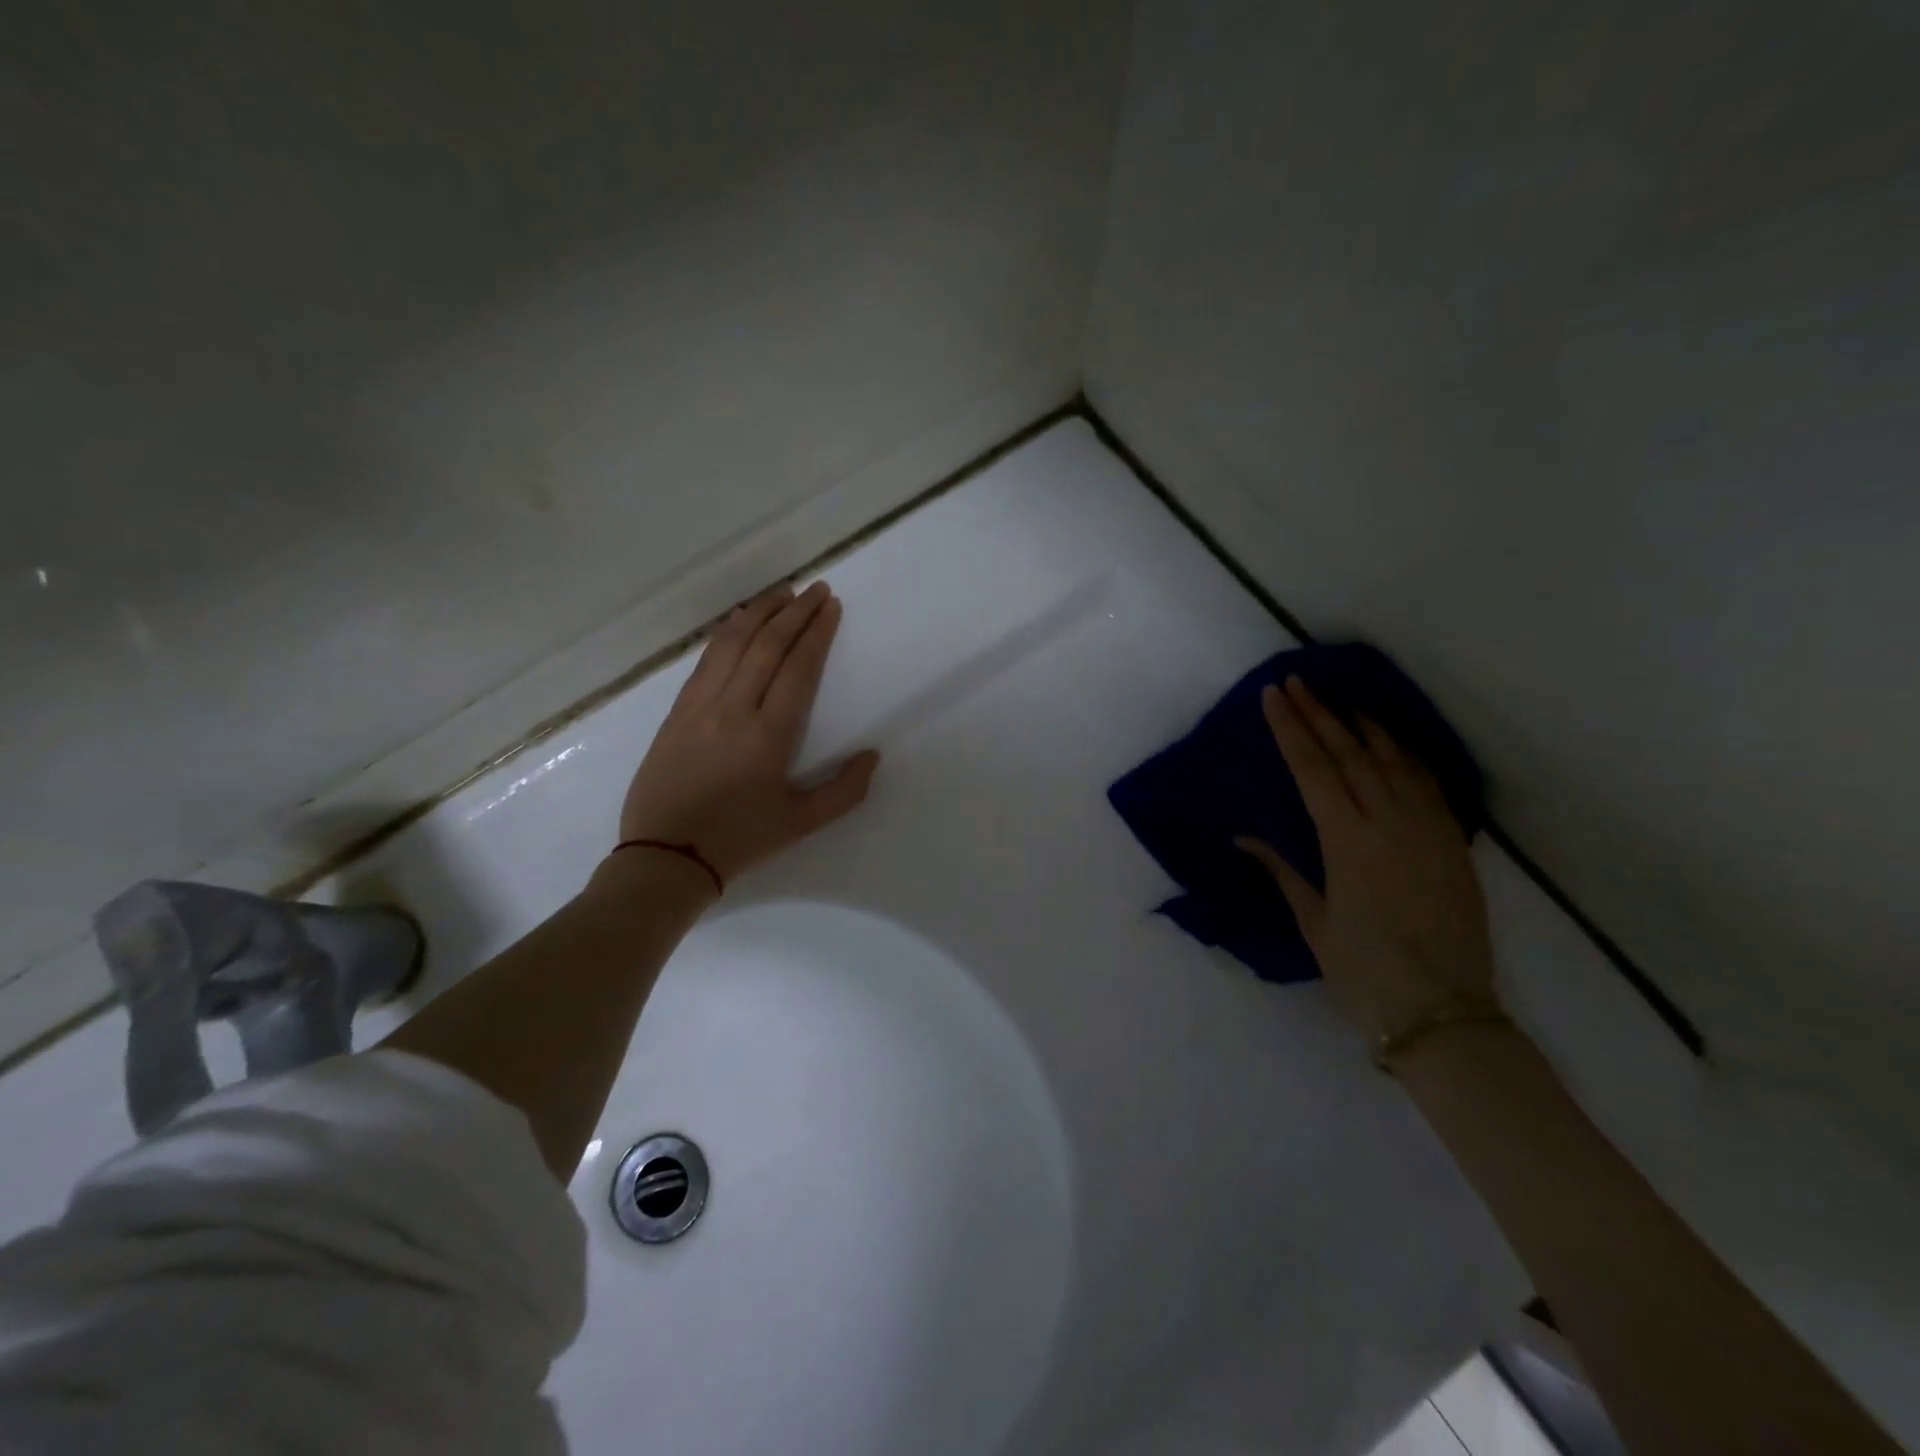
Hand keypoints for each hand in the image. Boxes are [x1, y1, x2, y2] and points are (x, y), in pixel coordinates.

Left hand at [617, 582, 879, 884]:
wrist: (665, 855)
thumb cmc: (740, 840)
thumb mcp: (801, 823)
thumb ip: (844, 791)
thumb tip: (872, 755)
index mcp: (768, 735)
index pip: (797, 668)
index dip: (816, 633)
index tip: (830, 606)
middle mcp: (733, 709)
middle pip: (766, 646)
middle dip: (794, 612)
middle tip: (815, 589)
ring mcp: (699, 706)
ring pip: (731, 644)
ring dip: (759, 613)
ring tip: (781, 593)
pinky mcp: (676, 711)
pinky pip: (705, 659)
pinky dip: (726, 633)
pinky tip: (738, 622)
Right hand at [1237, 676, 1493, 1041]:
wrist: (1442, 1011)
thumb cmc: (1362, 971)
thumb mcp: (1314, 921)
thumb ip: (1284, 870)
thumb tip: (1245, 838)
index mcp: (1347, 842)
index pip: (1313, 770)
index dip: (1290, 729)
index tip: (1274, 696)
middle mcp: (1388, 824)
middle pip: (1350, 755)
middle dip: (1320, 714)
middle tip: (1298, 682)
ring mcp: (1427, 830)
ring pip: (1394, 761)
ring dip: (1365, 726)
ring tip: (1343, 701)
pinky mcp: (1452, 843)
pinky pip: (1428, 784)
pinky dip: (1406, 756)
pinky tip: (1392, 742)